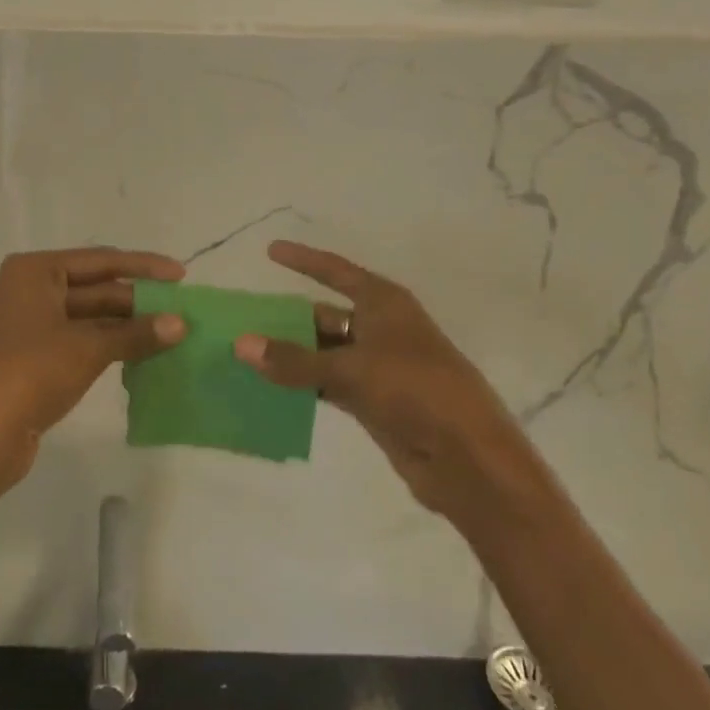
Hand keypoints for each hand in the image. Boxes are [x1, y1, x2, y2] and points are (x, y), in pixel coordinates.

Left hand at [0, 247, 186, 495]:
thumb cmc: (31, 374)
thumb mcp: (88, 348)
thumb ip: (136, 333)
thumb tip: (181, 324)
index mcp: (34, 271)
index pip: (100, 261)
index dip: (144, 267)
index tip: (181, 275)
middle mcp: (27, 289)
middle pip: (94, 287)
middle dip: (137, 300)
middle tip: (181, 310)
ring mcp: (27, 323)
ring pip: (88, 316)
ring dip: (126, 325)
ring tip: (170, 332)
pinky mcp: (31, 355)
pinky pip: (78, 338)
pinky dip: (108, 343)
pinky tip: (141, 352)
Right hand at [234, 241, 514, 519]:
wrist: (467, 458)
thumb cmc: (415, 390)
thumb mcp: (352, 369)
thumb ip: (295, 360)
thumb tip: (241, 344)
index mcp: (384, 304)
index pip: (336, 271)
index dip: (304, 260)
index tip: (270, 251)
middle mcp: (380, 328)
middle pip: (325, 315)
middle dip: (288, 318)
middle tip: (244, 319)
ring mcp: (378, 367)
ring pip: (325, 353)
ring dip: (292, 355)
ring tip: (247, 355)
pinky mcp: (375, 402)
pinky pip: (329, 385)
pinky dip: (304, 385)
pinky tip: (272, 389)